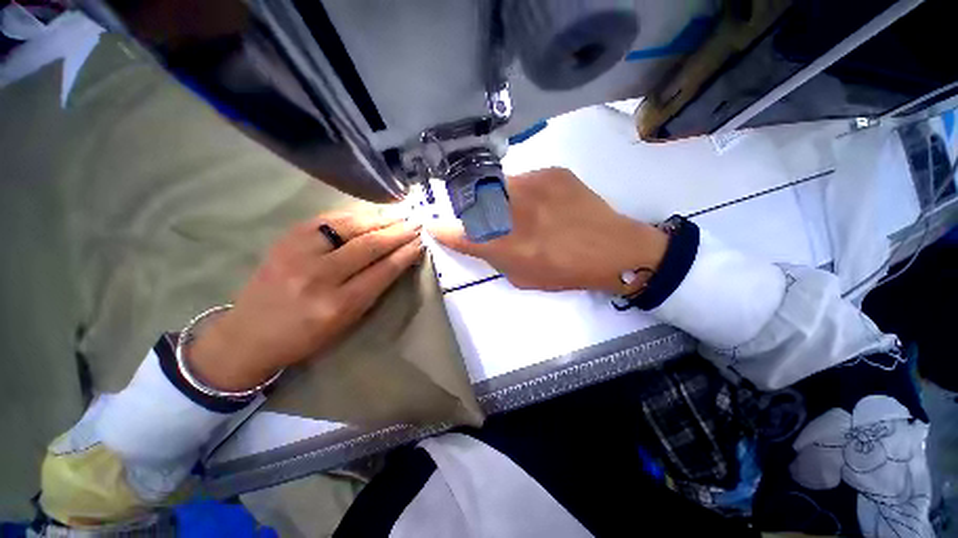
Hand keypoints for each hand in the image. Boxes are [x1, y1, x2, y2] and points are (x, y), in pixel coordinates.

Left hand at [189, 210, 422, 390]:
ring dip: (379, 219)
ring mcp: (297, 254)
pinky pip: (326, 220)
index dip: (405, 254)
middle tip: (416, 224)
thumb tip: (397, 260)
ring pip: (348, 227)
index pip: (382, 271)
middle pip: (368, 245)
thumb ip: (373, 290)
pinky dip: (353, 215)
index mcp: (338, 304)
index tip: (421, 242)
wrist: (248, 334)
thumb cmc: (305, 336)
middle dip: (397, 232)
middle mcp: (319, 276)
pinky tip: (369, 214)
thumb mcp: (347, 322)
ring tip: (399, 215)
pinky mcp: (285, 239)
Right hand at [430, 168, 667, 292]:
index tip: (435, 226)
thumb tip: (479, 241)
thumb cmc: (566, 272)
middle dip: (471, 210)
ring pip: (497, 186)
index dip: (444, 230)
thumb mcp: (522, 278)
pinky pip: (523, 179)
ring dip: (497, 199)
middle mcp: (514, 210)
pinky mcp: (551, 172)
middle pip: (474, 202)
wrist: (613, 249)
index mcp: (506, 244)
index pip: (460, 234)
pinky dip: (522, 191)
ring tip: (518, 211)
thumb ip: (495, 258)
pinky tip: (540, 202)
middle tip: (482, 218)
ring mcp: (533, 185)